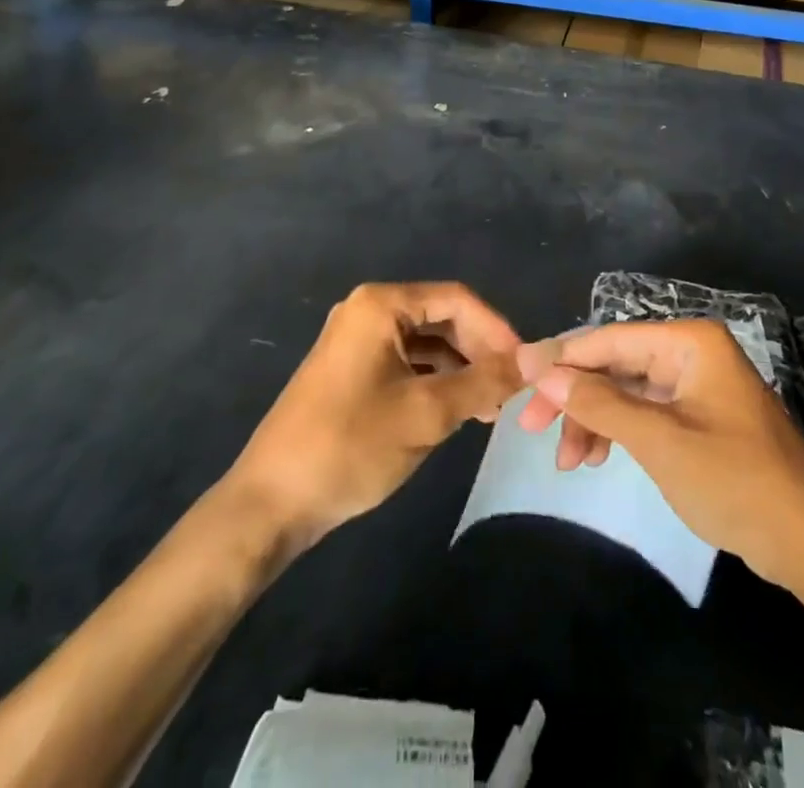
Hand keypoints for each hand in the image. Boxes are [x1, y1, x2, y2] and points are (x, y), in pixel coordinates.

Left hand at [226, 283, 523, 554]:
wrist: (270, 504)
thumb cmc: (350, 446)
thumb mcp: (427, 414)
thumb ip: (484, 382)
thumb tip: (534, 362)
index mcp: (381, 305)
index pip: (458, 299)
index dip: (497, 330)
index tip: (525, 366)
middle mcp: (367, 310)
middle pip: (442, 317)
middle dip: (479, 351)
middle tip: (509, 390)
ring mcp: (356, 340)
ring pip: (426, 342)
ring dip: (461, 369)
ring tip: (489, 407)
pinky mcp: (351, 369)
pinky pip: (406, 362)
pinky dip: (435, 381)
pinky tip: (457, 410)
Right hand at [516, 320, 803, 590]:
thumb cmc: (736, 481)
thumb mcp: (660, 441)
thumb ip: (599, 403)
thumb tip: (541, 372)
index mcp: (688, 342)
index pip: (610, 339)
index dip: (561, 357)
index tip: (517, 377)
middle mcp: (691, 353)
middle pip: (616, 364)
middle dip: (575, 396)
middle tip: (534, 429)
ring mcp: (697, 385)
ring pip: (627, 390)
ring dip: (594, 419)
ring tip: (570, 462)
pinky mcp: (700, 417)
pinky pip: (646, 412)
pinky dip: (619, 431)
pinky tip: (598, 456)